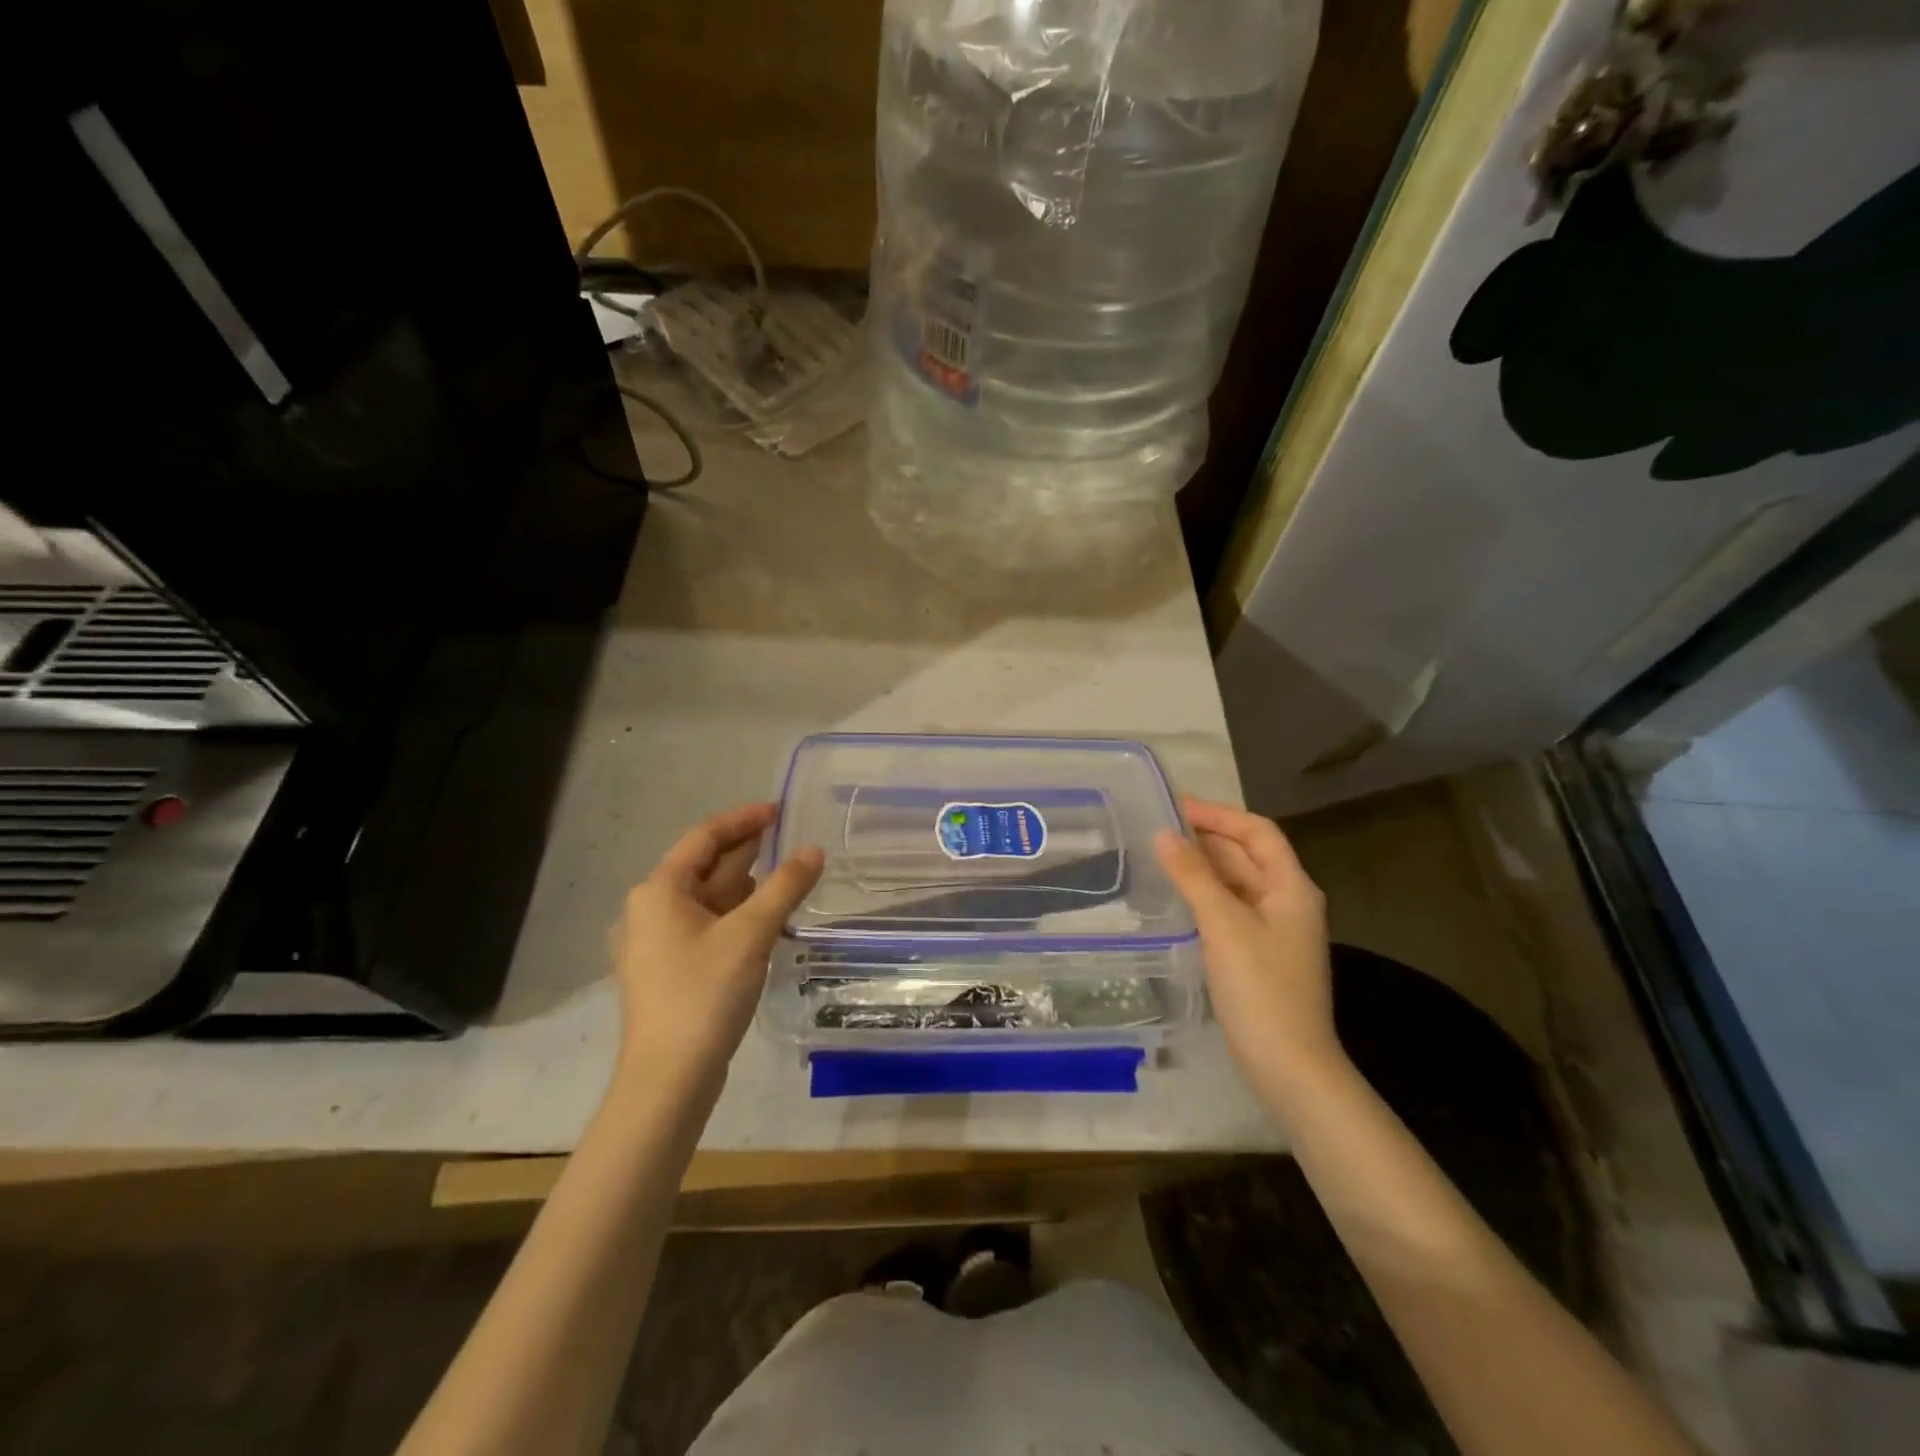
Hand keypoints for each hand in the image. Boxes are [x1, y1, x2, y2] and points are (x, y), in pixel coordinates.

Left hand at [612, 802, 822, 1097]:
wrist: (668, 1079)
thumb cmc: (703, 994)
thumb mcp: (750, 934)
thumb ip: (784, 887)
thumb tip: (813, 851)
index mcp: (659, 891)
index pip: (704, 837)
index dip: (743, 820)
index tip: (779, 810)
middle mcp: (650, 910)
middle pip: (704, 867)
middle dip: (747, 851)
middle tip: (790, 837)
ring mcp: (657, 943)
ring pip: (708, 899)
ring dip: (746, 885)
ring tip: (788, 875)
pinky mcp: (669, 971)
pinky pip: (707, 926)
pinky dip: (737, 915)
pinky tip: (767, 920)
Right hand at [1154, 798, 1344, 1123]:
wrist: (1289, 1066)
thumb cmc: (1261, 989)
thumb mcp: (1224, 925)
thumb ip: (1194, 876)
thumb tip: (1165, 835)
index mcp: (1291, 887)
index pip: (1258, 832)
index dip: (1219, 815)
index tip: (1176, 807)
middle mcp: (1287, 902)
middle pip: (1247, 855)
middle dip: (1207, 838)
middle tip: (1158, 827)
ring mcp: (1274, 931)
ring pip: (1236, 884)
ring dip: (1203, 867)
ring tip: (1160, 855)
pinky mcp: (1258, 955)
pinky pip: (1230, 910)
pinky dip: (1204, 896)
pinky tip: (1175, 897)